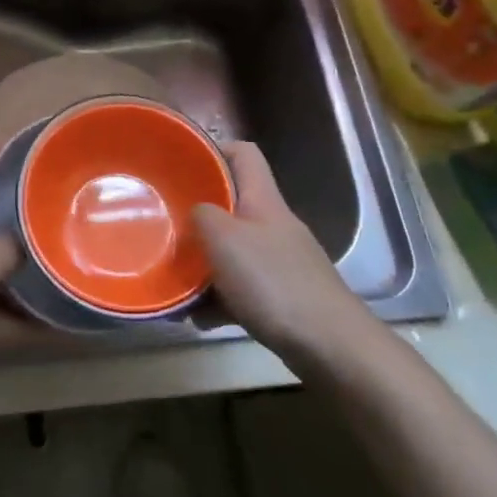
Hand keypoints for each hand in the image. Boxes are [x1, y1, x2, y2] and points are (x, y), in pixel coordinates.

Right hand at [194, 141, 375, 355]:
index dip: (213, 151)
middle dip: (198, 215)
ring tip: (174, 278)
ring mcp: (281, 262)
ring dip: (204, 263)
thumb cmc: (273, 282)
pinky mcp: (282, 298)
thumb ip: (202, 216)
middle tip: (165, 225)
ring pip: (233, 250)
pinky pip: (241, 288)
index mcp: (264, 201)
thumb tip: (194, 212)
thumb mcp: (224, 239)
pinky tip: (198, 316)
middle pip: (232, 205)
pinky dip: (219, 299)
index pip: (243, 154)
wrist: (330, 345)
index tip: (181, 164)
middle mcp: (274, 225)